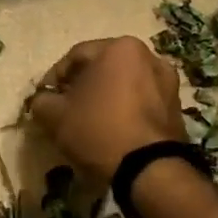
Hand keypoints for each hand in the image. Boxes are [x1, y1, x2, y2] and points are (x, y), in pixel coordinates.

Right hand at [27, 37, 185, 182]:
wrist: (149, 169)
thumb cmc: (99, 130)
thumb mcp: (56, 116)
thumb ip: (41, 101)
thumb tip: (42, 100)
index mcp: (120, 48)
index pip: (76, 56)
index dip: (54, 77)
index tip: (43, 98)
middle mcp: (149, 56)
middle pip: (103, 68)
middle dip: (81, 86)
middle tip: (64, 108)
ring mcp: (167, 82)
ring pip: (123, 84)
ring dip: (104, 97)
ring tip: (88, 120)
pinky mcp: (176, 107)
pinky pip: (141, 101)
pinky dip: (124, 110)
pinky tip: (111, 130)